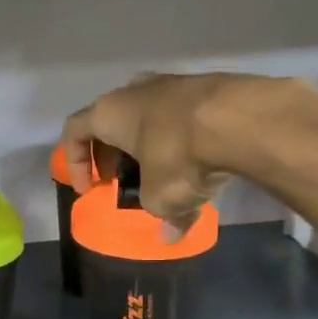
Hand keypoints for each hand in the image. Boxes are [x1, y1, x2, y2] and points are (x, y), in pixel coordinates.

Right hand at [61, 71, 310, 229]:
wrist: (242, 118)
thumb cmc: (180, 156)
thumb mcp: (163, 197)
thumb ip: (162, 216)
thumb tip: (170, 235)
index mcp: (110, 113)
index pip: (75, 131)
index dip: (75, 163)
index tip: (88, 189)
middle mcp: (134, 91)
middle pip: (111, 122)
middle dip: (112, 154)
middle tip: (121, 182)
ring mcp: (172, 83)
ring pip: (148, 117)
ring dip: (148, 146)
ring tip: (162, 174)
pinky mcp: (206, 86)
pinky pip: (181, 116)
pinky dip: (180, 137)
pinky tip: (197, 160)